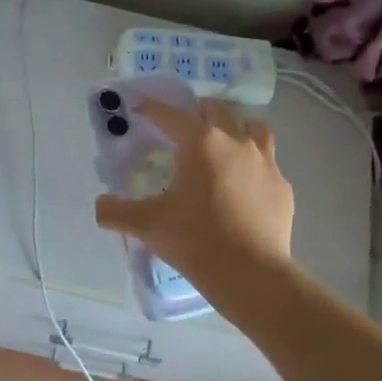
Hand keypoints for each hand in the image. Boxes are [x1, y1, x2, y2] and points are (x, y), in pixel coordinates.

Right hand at [93, 99, 298, 319]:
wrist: (252, 274)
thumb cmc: (196, 241)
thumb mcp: (149, 226)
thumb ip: (117, 212)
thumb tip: (99, 206)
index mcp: (201, 143)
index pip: (171, 115)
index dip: (152, 108)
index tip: (139, 106)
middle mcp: (236, 141)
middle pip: (216, 110)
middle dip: (196, 112)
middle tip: (182, 127)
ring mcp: (265, 162)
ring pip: (252, 128)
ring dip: (235, 128)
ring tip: (223, 144)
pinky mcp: (282, 186)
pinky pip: (268, 162)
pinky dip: (254, 164)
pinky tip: (245, 184)